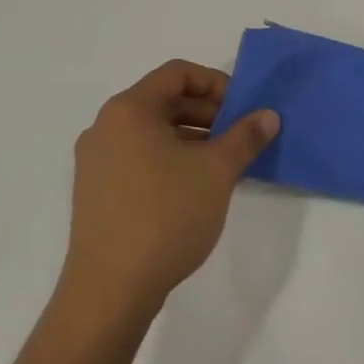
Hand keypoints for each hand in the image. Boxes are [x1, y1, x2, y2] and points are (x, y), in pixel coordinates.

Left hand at [58, 60, 277, 327]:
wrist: (109, 290)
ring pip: (153, 132)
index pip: (177, 74)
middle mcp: (105, 127)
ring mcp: (96, 162)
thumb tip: (268, 115)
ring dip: (193, 138)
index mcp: (129, 110)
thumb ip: (245, 136)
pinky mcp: (97, 192)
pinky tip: (197, 187)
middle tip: (241, 136)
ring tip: (225, 164)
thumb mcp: (217, 171)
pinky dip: (171, 159)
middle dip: (208, 113)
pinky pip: (140, 158)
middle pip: (164, 101)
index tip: (243, 108)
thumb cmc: (165, 216)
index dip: (216, 83)